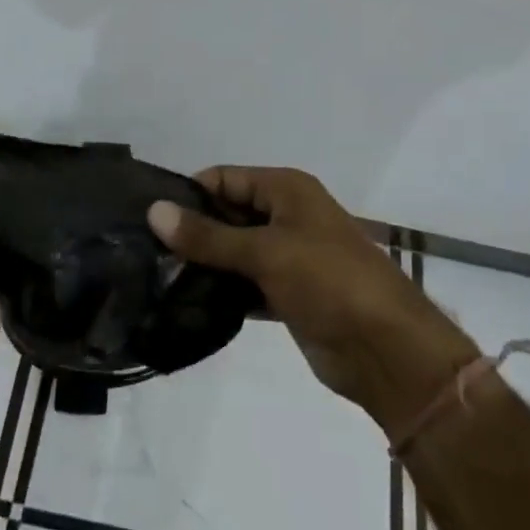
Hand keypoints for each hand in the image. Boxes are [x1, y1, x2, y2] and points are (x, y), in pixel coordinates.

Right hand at [148, 167, 477, 438]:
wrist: (387, 351)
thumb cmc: (329, 281)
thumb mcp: (266, 252)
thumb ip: (208, 236)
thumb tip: (154, 211)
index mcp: (286, 190)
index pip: (225, 179)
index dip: (189, 194)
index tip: (146, 217)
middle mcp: (285, 216)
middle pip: (227, 214)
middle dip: (192, 231)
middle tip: (143, 253)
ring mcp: (287, 257)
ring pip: (234, 251)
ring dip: (204, 264)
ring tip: (154, 278)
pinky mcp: (286, 294)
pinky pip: (244, 284)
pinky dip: (221, 291)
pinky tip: (185, 303)